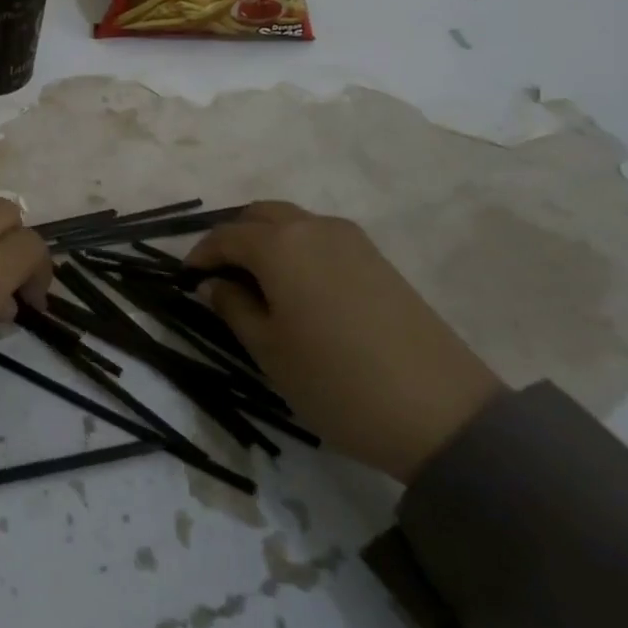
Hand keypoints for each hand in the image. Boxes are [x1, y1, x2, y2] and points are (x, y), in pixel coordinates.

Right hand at [187, 202, 504, 481]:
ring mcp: (352, 240)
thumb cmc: (336, 381)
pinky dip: (297, 249)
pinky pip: (322, 238)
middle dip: (234, 237)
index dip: (201, 254)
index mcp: (280, 245)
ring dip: (267, 240)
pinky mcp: (378, 258)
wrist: (441, 412)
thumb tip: (214, 284)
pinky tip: (298, 288)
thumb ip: (234, 308)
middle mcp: (314, 228)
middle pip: (260, 215)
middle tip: (220, 275)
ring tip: (257, 282)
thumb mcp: (270, 351)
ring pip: (294, 223)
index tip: (187, 278)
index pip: (226, 236)